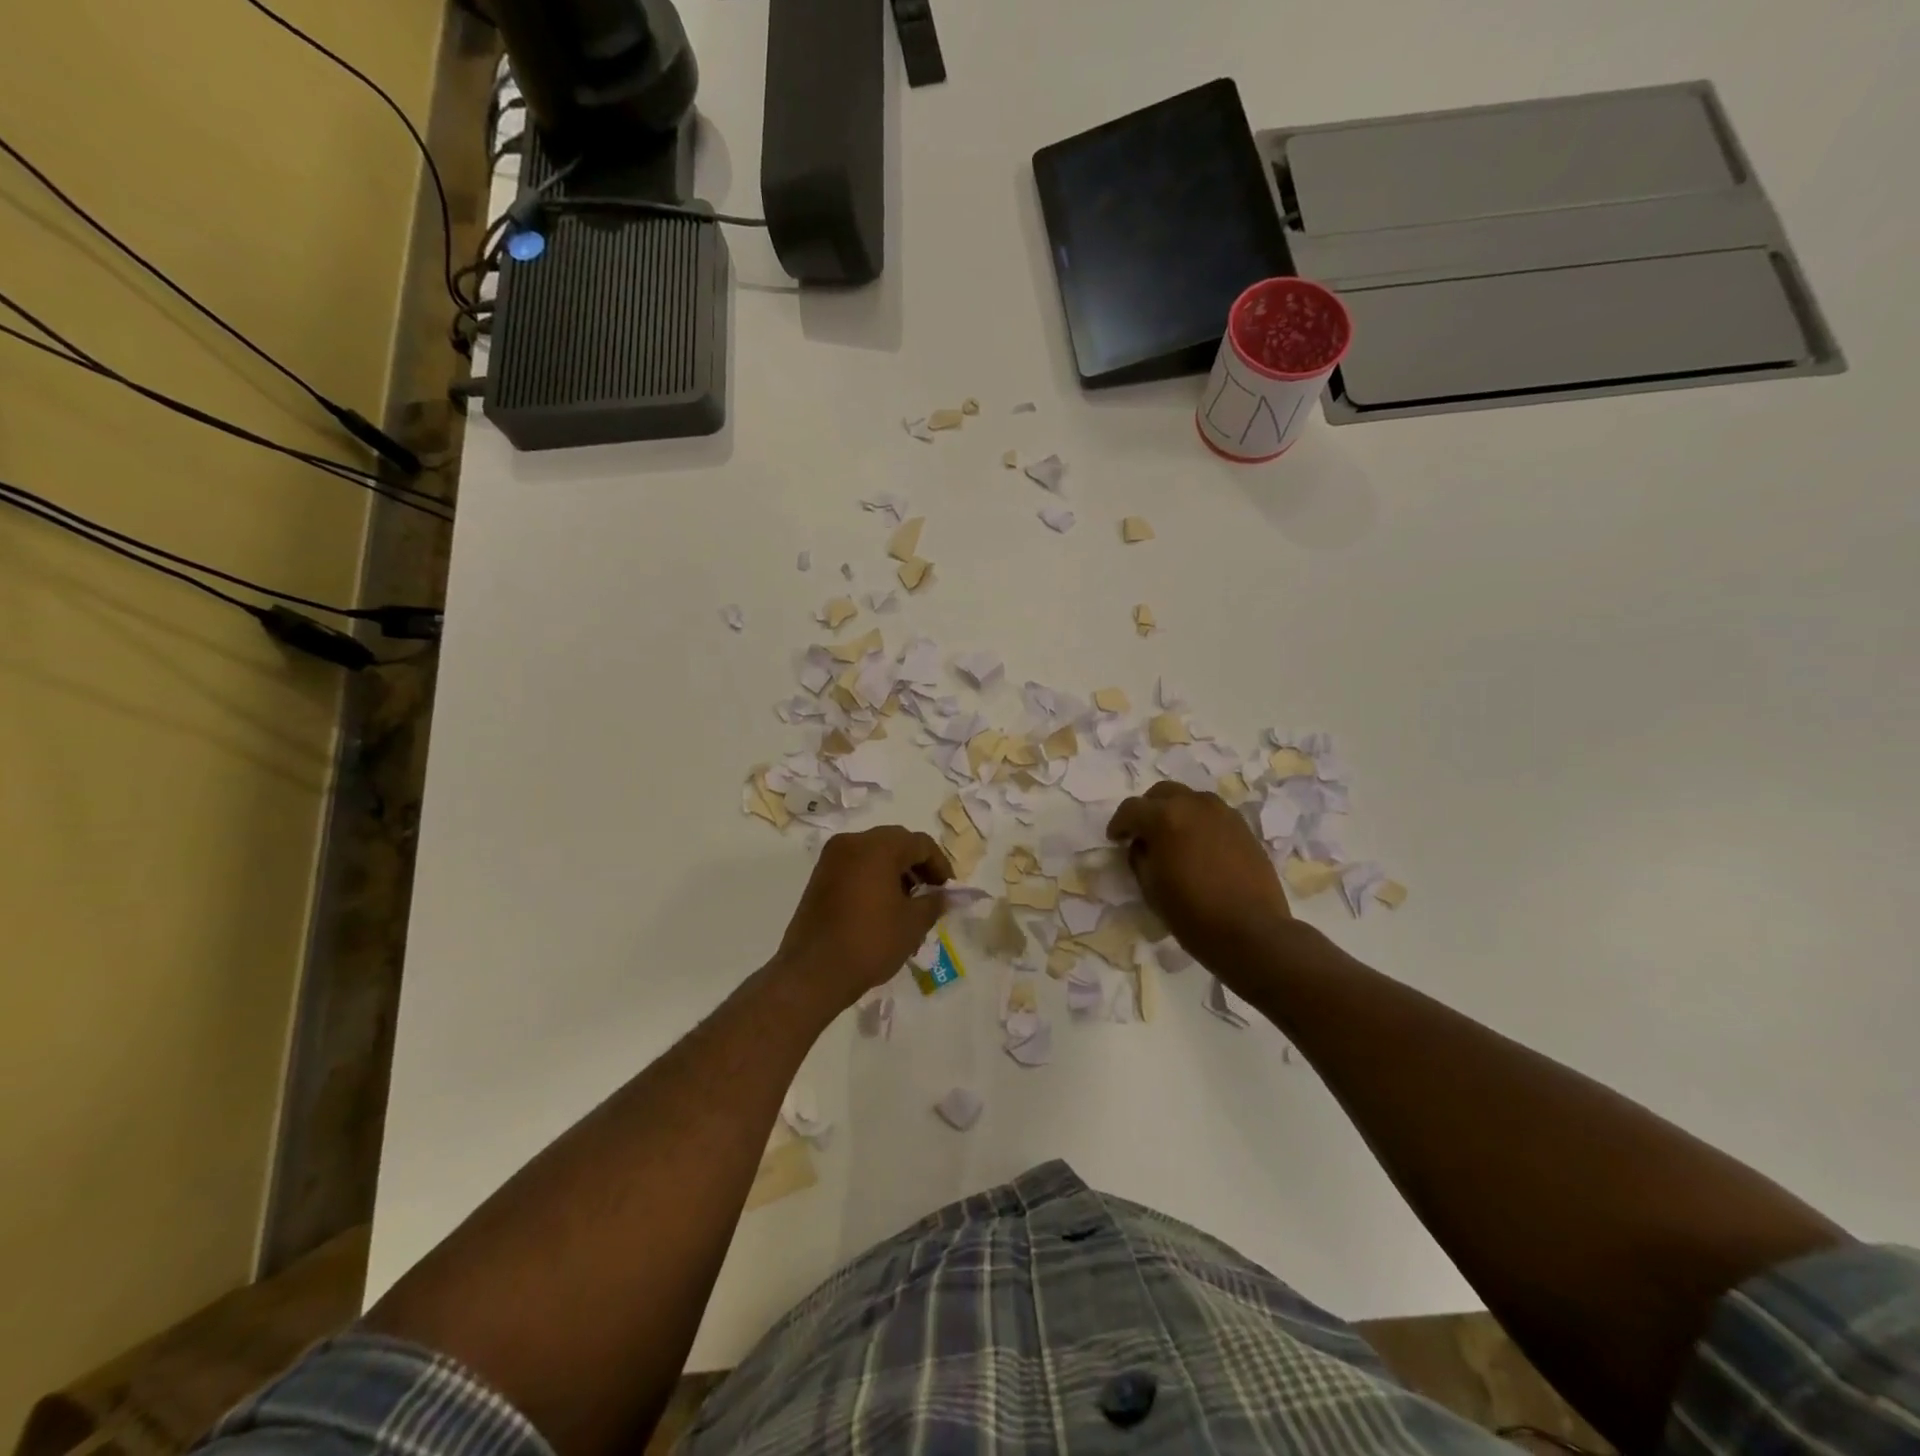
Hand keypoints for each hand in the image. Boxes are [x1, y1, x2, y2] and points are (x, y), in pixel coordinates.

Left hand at [774, 826, 952, 1009]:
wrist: (813, 972)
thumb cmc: (870, 942)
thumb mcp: (913, 923)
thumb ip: (934, 902)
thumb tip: (945, 895)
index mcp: (877, 846)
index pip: (920, 843)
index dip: (940, 865)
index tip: (948, 890)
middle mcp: (852, 843)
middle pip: (895, 843)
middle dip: (917, 867)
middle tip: (929, 895)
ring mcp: (831, 859)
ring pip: (874, 855)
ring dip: (895, 873)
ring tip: (907, 906)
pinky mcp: (819, 877)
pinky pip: (855, 867)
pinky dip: (873, 879)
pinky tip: (882, 908)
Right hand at [1108, 783, 1293, 977]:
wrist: (1251, 931)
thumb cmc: (1192, 913)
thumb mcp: (1150, 888)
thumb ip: (1140, 857)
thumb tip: (1142, 845)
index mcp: (1165, 817)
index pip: (1131, 809)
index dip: (1119, 824)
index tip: (1115, 839)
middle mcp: (1194, 805)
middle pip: (1162, 793)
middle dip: (1148, 809)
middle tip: (1143, 833)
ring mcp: (1223, 813)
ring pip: (1190, 799)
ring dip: (1176, 811)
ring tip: (1173, 837)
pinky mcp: (1243, 827)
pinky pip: (1213, 814)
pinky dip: (1199, 822)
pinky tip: (1199, 846)